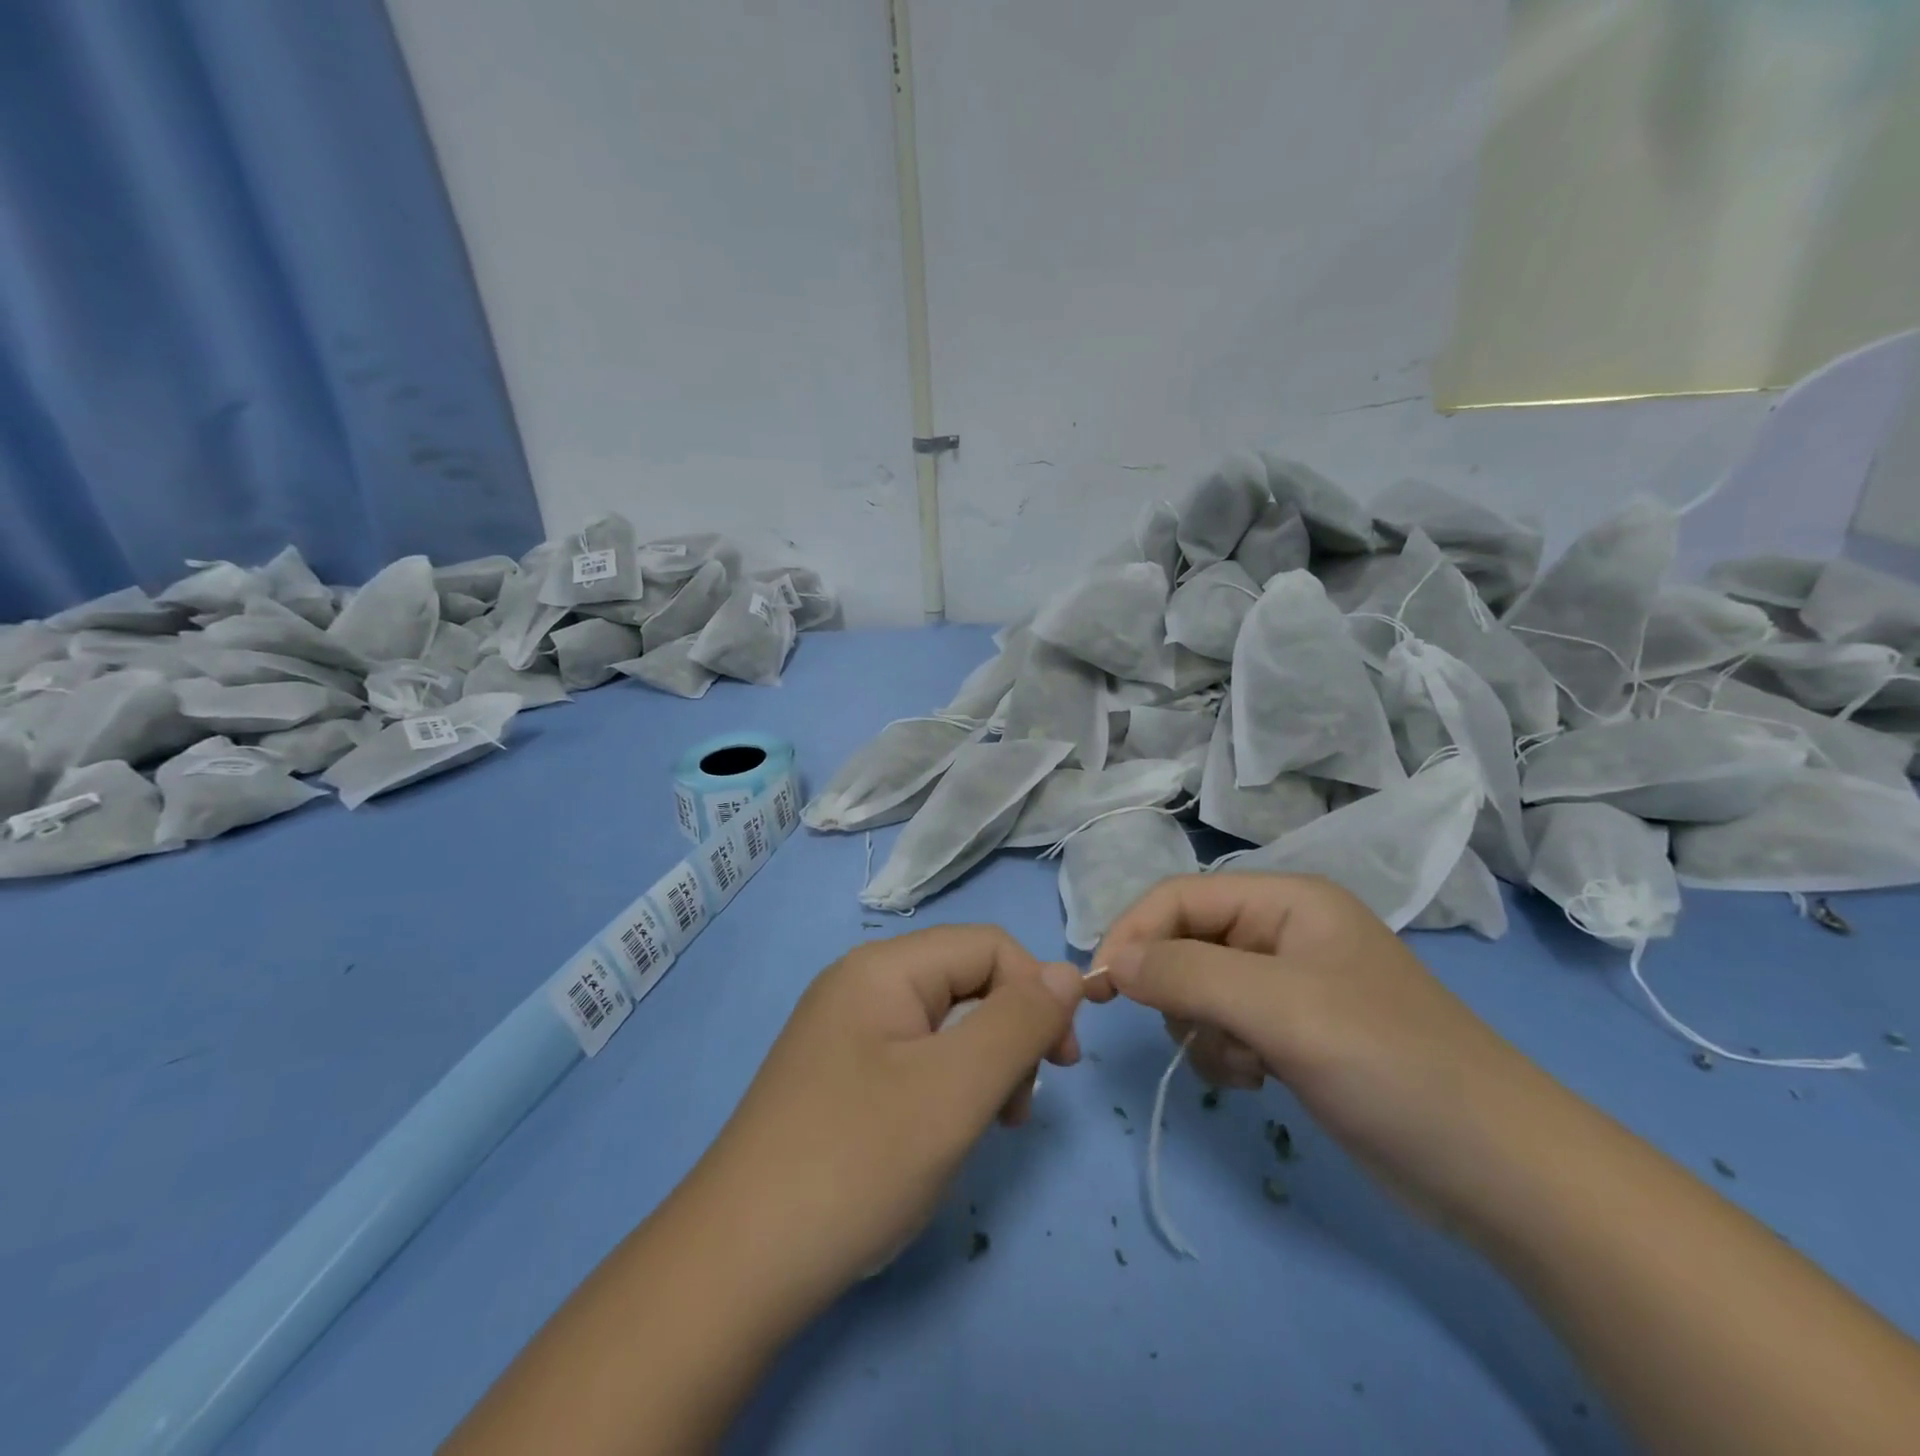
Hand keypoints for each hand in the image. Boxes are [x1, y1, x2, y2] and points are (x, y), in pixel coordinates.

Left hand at [691, 925, 1083, 1309]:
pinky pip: (913, 1058)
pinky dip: (946, 1088)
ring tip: (986, 1127)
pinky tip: (942, 1135)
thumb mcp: (954, 1090)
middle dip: (1009, 1034)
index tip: (1062, 1064)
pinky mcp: (838, 1076)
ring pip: (944, 1024)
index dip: (1037, 991)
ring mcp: (844, 1032)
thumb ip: (1020, 1023)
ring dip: (982, 1065)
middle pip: (965, 981)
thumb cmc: (856, 1162)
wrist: (736, 1267)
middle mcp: (860, 984)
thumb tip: (1069, 972)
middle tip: (1018, 1109)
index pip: (988, 946)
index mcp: (883, 967)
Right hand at [1088, 873, 1543, 1230]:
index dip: (1133, 933)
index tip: (1099, 987)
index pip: (1180, 897)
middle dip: (1176, 990)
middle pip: (1186, 942)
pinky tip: (1256, 1080)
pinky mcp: (1294, 1035)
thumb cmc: (1388, 1063)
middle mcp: (1284, 932)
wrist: (1499, 1172)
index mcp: (1287, 901)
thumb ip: (1185, 973)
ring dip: (1202, 1029)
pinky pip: (1224, 1028)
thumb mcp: (1280, 1007)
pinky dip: (1224, 1054)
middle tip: (1194, 1033)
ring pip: (1198, 990)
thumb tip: (1109, 961)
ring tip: (1244, 1063)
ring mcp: (1290, 986)